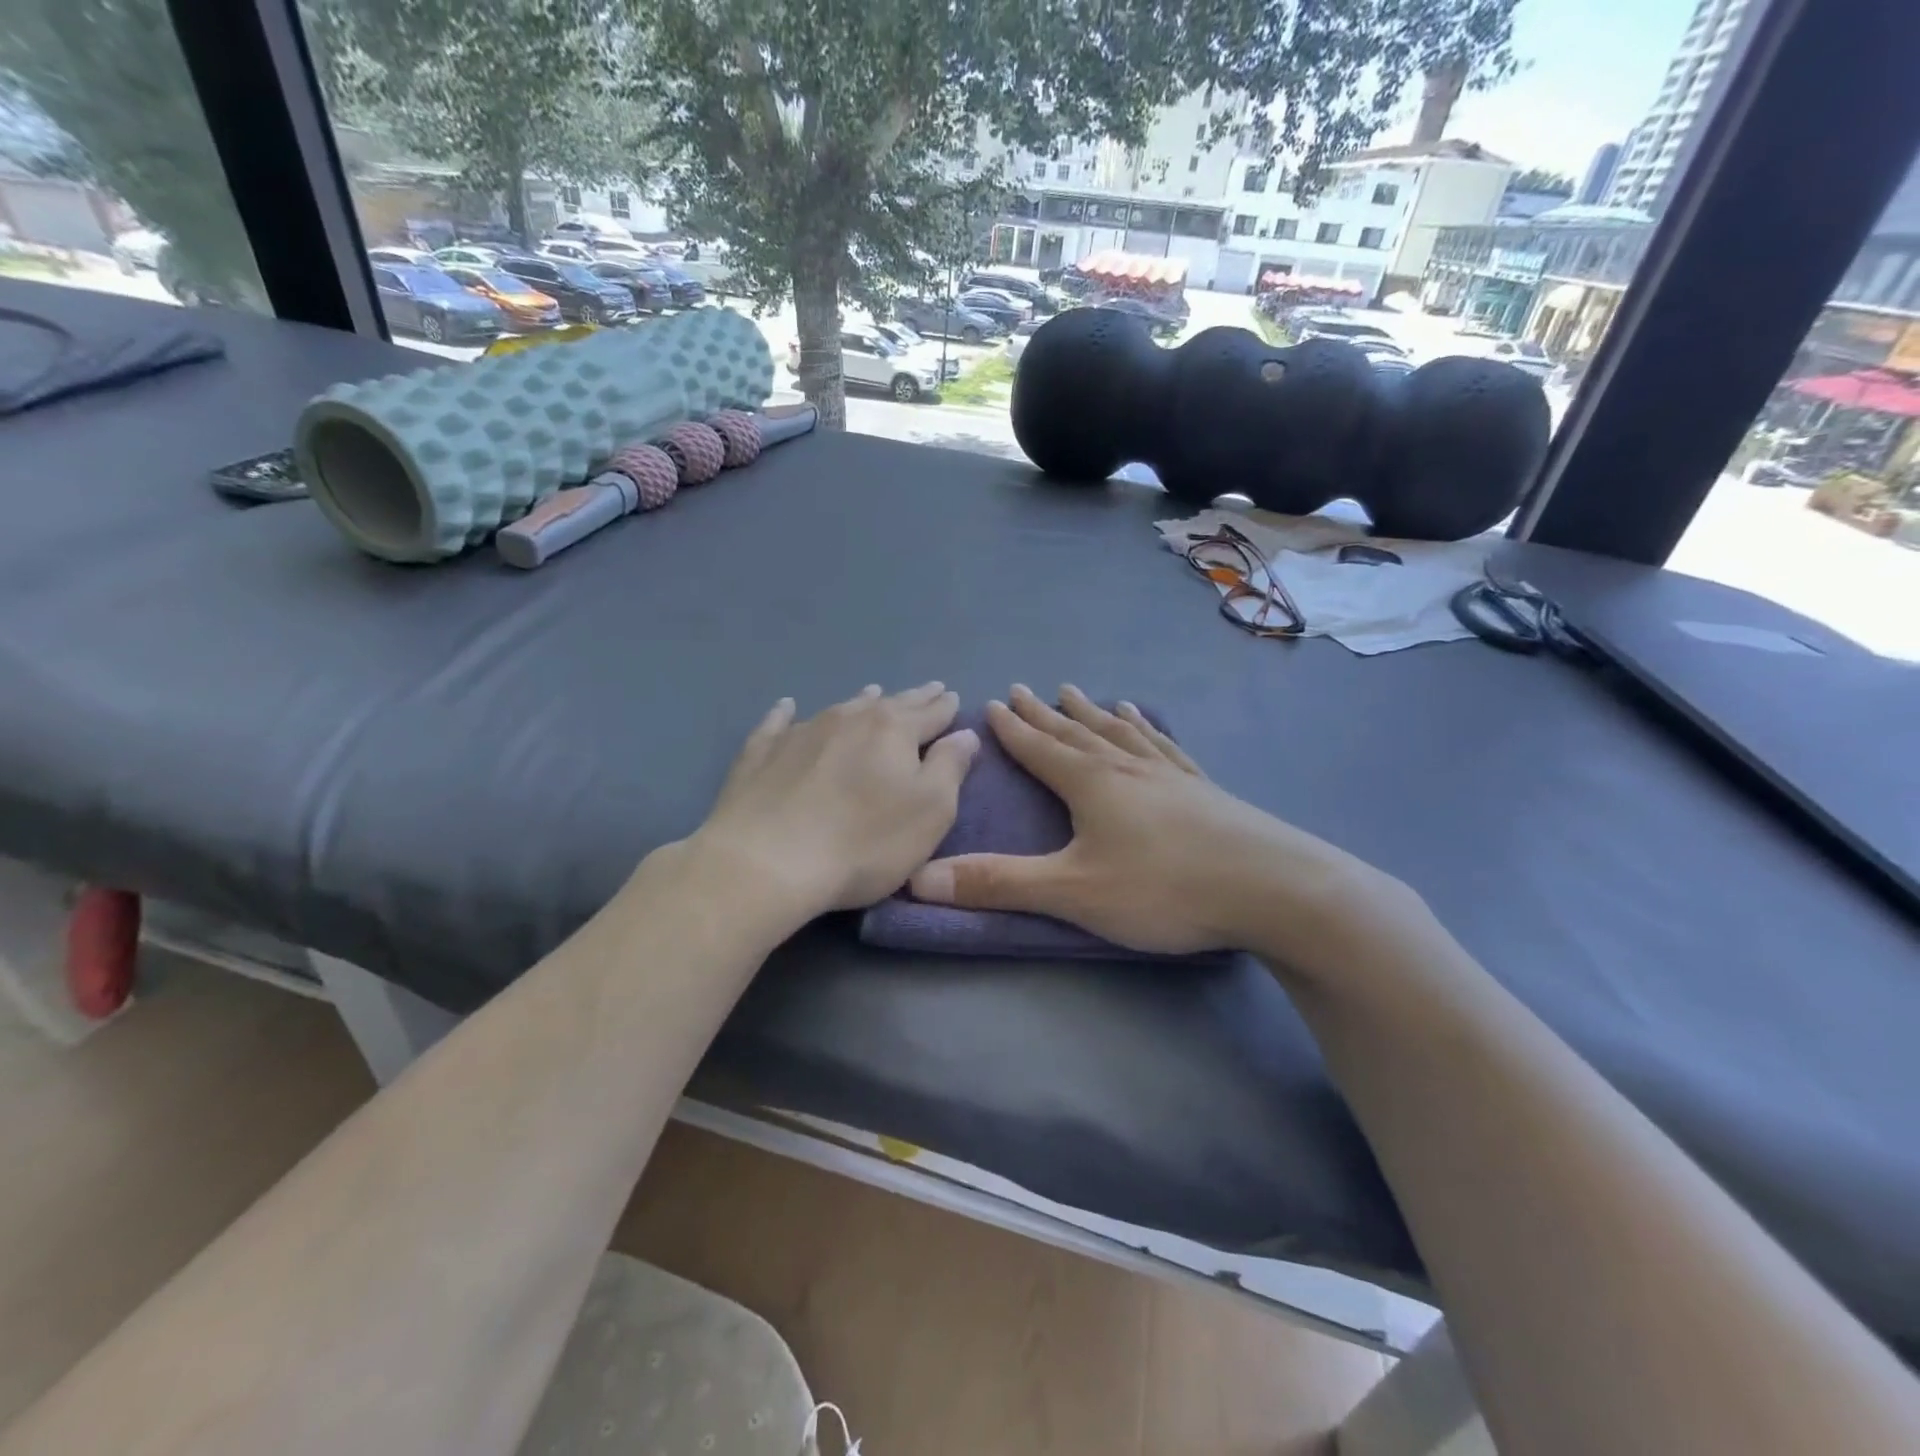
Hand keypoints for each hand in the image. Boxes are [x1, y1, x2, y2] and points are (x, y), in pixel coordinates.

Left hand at [687, 683, 979, 928]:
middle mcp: (849, 719)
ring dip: (861, 701)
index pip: (929, 713)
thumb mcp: (930, 811)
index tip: (951, 697)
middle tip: (928, 689)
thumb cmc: (864, 842)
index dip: (944, 707)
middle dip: (913, 698)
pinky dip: (786, 714)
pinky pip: (778, 724)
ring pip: (841, 708)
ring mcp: (801, 732)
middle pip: (889, 704)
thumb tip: (964, 734)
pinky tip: (787, 707)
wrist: (767, 861)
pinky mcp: (761, 753)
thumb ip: (950, 768)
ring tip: (873, 692)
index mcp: (893, 731)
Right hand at [909, 684, 1396, 963]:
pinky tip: (1146, 721)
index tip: (992, 702)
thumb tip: (920, 878)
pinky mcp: (1204, 789)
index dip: (1013, 728)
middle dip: (1045, 714)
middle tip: (1024, 689)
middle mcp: (1127, 767)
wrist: (1273, 888)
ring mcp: (1170, 774)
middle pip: (1077, 732)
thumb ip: (998, 884)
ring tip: (1078, 693)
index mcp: (1092, 783)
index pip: (1040, 748)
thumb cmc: (1164, 889)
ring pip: (1119, 733)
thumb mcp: (1073, 892)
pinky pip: (1164, 747)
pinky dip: (1146, 730)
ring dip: (1092, 714)